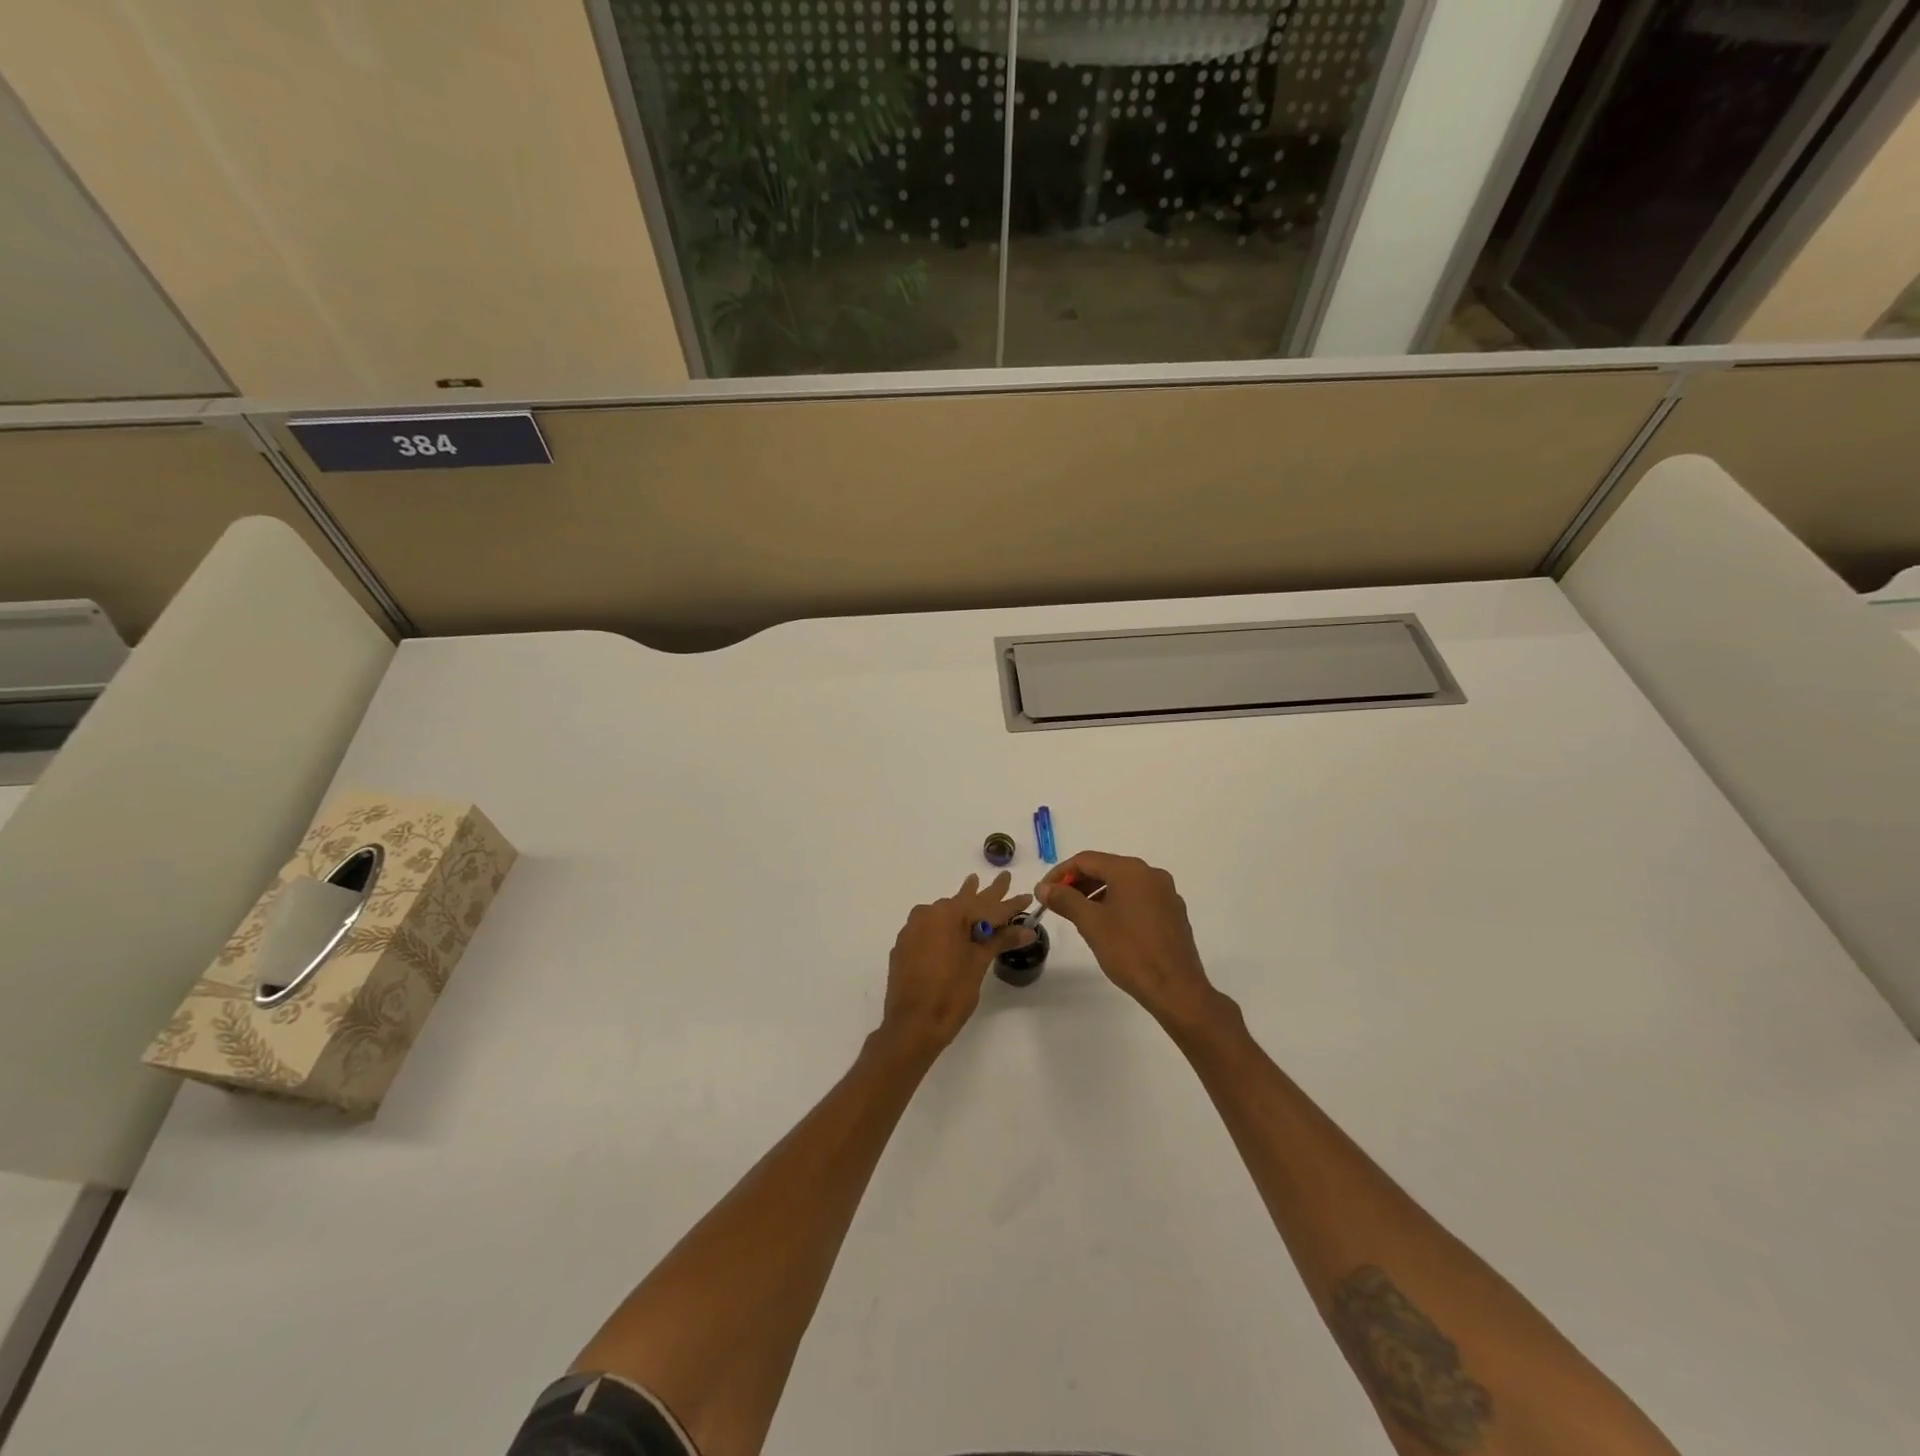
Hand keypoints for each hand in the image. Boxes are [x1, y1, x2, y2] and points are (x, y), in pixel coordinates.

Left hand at [882, 872, 1034, 1051]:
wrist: (911, 1024)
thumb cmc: (950, 993)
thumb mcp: (979, 964)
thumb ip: (1001, 941)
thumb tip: (1028, 929)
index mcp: (949, 914)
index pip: (988, 906)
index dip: (1010, 903)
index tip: (1027, 896)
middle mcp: (929, 913)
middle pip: (965, 902)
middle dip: (987, 893)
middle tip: (1003, 878)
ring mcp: (913, 928)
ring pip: (945, 912)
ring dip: (963, 904)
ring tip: (973, 885)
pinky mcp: (905, 944)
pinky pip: (930, 925)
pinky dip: (945, 924)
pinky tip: (951, 925)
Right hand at [1036, 852, 1218, 1029]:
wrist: (1176, 989)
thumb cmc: (1129, 951)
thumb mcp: (1091, 923)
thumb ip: (1065, 899)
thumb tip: (1043, 887)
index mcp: (1131, 870)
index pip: (1086, 860)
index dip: (1060, 873)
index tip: (1043, 892)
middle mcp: (1151, 874)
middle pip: (1106, 869)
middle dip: (1078, 883)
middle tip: (1057, 903)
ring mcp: (1166, 893)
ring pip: (1122, 884)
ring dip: (1096, 894)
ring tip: (1078, 916)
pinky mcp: (1173, 913)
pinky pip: (1138, 899)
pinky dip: (1117, 904)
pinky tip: (1108, 926)